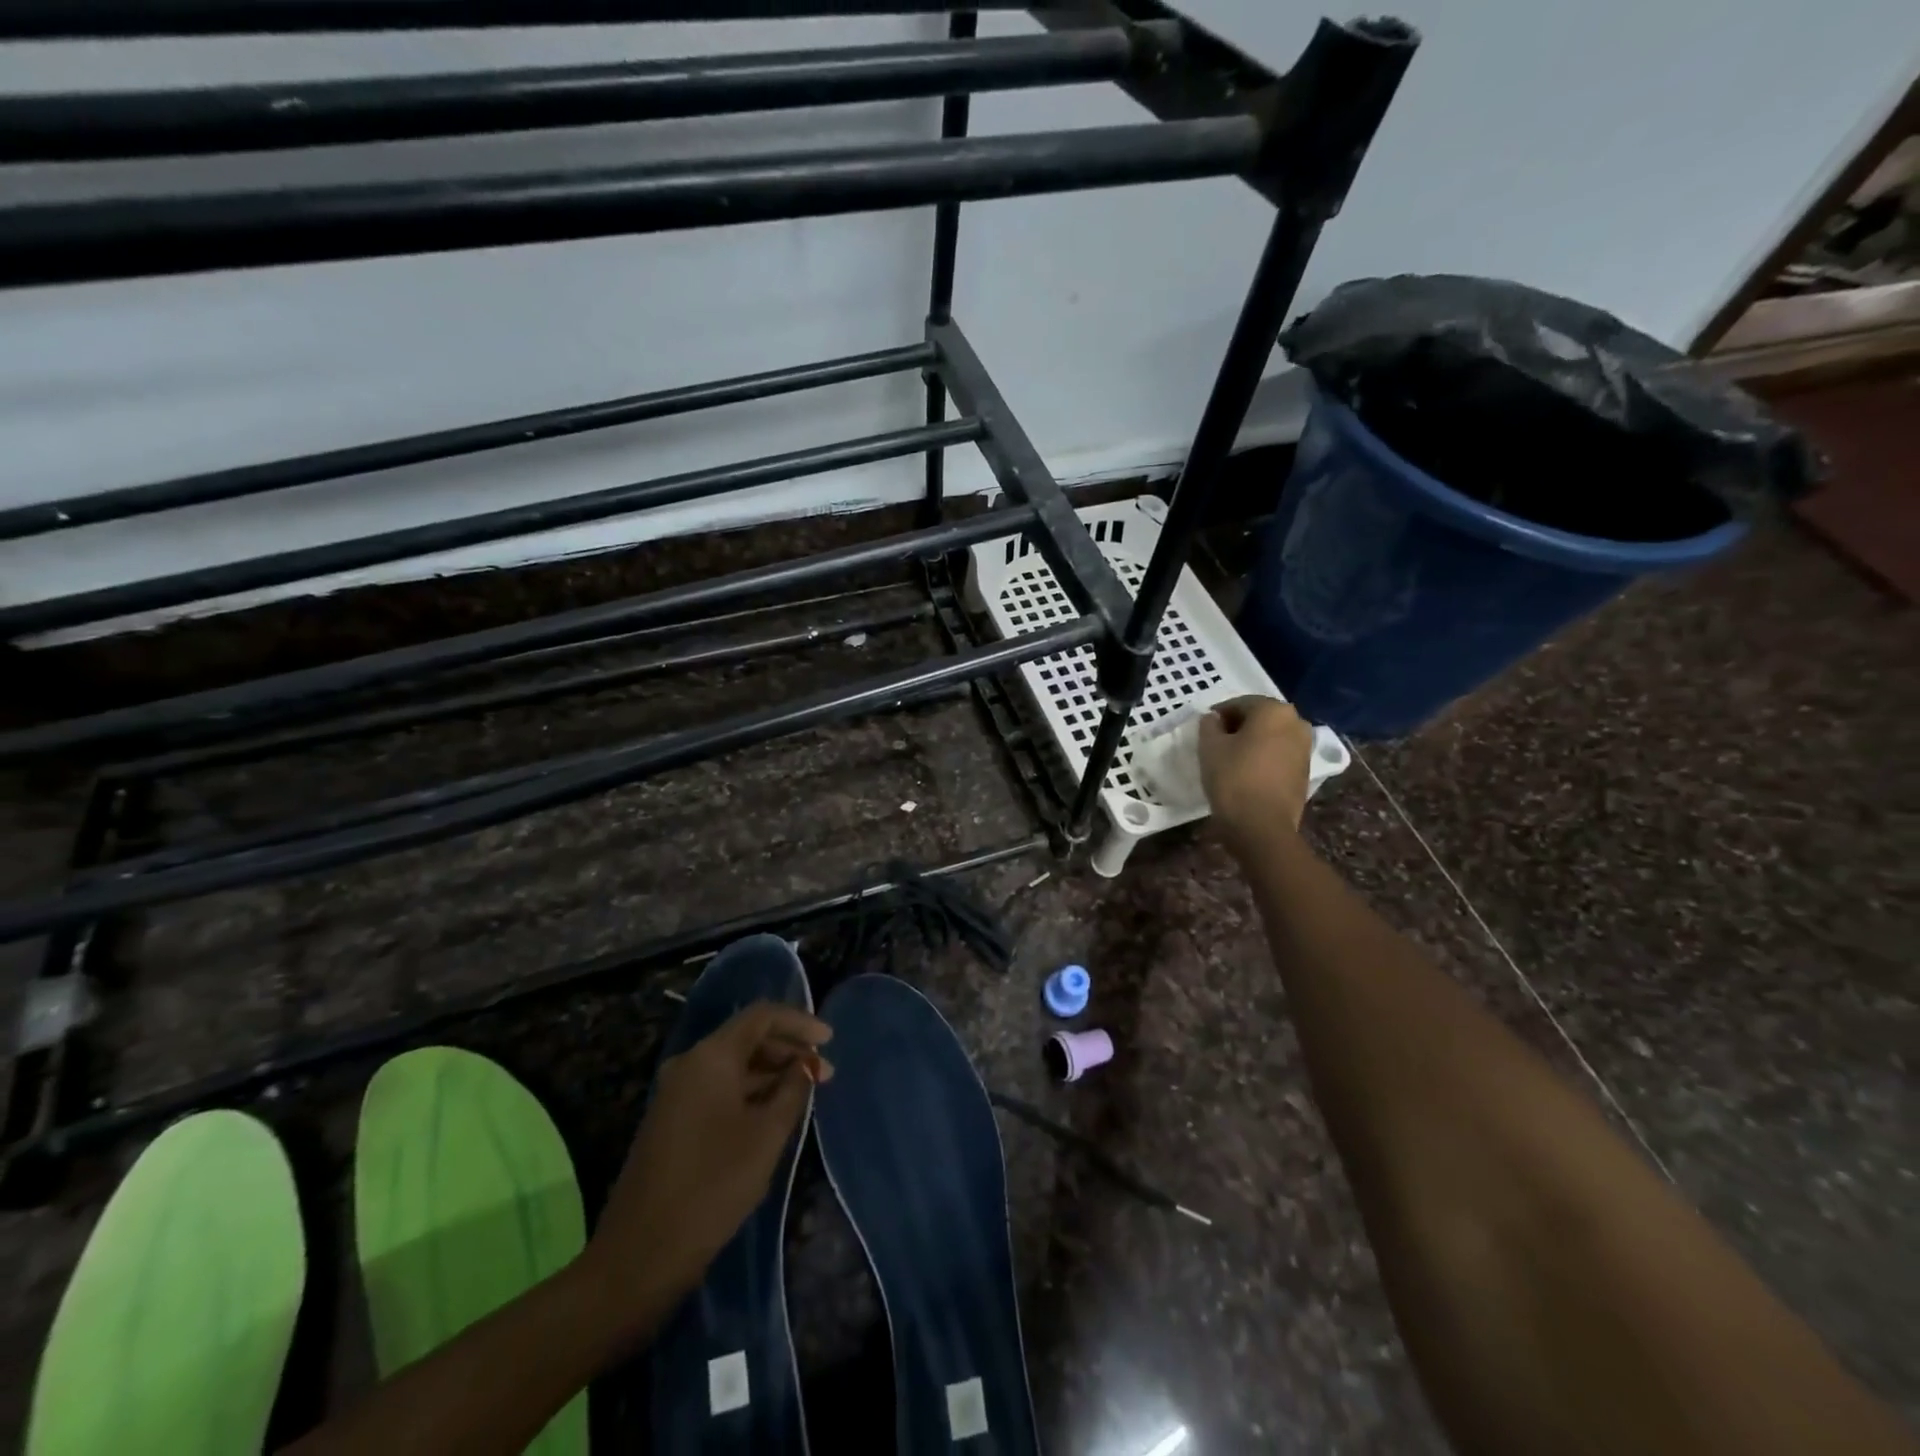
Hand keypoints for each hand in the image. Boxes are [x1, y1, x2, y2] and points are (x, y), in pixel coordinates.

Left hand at [584, 1002, 831, 1321]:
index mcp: (710, 1057)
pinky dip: (750, 1092)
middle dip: (788, 1050)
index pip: (761, 1016)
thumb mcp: (766, 1135)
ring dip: (771, 1074)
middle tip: (824, 1074)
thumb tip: (806, 1064)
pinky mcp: (672, 1120)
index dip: (799, 1022)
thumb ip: (793, 1090)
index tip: (830, 1040)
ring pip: (733, 1066)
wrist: (640, 1255)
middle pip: (747, 1038)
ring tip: (806, 1095)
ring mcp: (676, 1093)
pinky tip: (773, 1114)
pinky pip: (719, 1088)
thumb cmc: (713, 1186)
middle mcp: (689, 1064)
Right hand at [1198, 695, 1314, 848]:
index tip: (1204, 730)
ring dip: (1252, 743)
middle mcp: (1297, 723)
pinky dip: (1264, 758)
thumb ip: (1209, 725)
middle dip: (1238, 727)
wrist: (1262, 826)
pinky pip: (1279, 755)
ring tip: (1231, 760)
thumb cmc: (1233, 778)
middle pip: (1260, 718)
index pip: (1240, 703)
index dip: (1218, 715)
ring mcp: (1305, 748)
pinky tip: (1247, 773)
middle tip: (1216, 743)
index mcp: (1274, 710)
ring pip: (1271, 737)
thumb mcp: (1210, 747)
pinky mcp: (1305, 771)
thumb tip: (1214, 719)